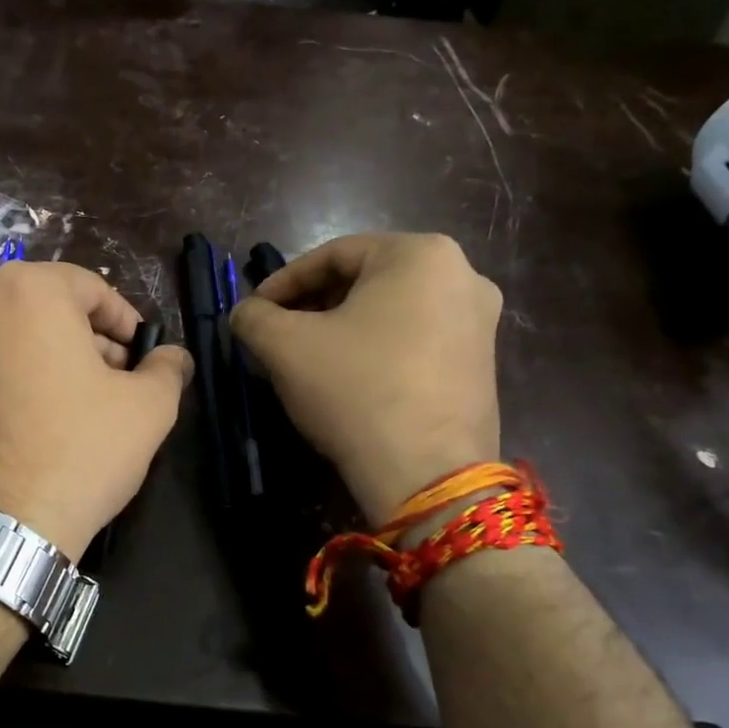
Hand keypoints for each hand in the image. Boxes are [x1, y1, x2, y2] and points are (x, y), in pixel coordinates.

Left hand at [0, 262, 192, 561]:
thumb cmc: (78, 449)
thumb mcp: (146, 408)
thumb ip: (166, 369)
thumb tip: (173, 357)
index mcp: (27, 290)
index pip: (91, 288)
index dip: (126, 322)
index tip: (142, 358)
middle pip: (51, 311)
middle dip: (92, 343)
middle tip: (119, 385)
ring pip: (20, 339)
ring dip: (58, 363)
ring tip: (85, 411)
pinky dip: (22, 383)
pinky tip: (44, 427)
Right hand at [229, 233, 501, 526]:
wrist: (426, 473)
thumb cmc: (354, 389)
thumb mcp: (283, 346)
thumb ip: (253, 316)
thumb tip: (246, 313)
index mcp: (420, 254)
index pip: (332, 255)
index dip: (282, 282)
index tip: (253, 310)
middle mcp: (462, 275)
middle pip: (364, 281)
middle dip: (313, 305)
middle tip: (277, 333)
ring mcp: (480, 322)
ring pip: (390, 312)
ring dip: (341, 328)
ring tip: (306, 358)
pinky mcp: (482, 364)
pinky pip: (415, 340)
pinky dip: (376, 349)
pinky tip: (347, 379)